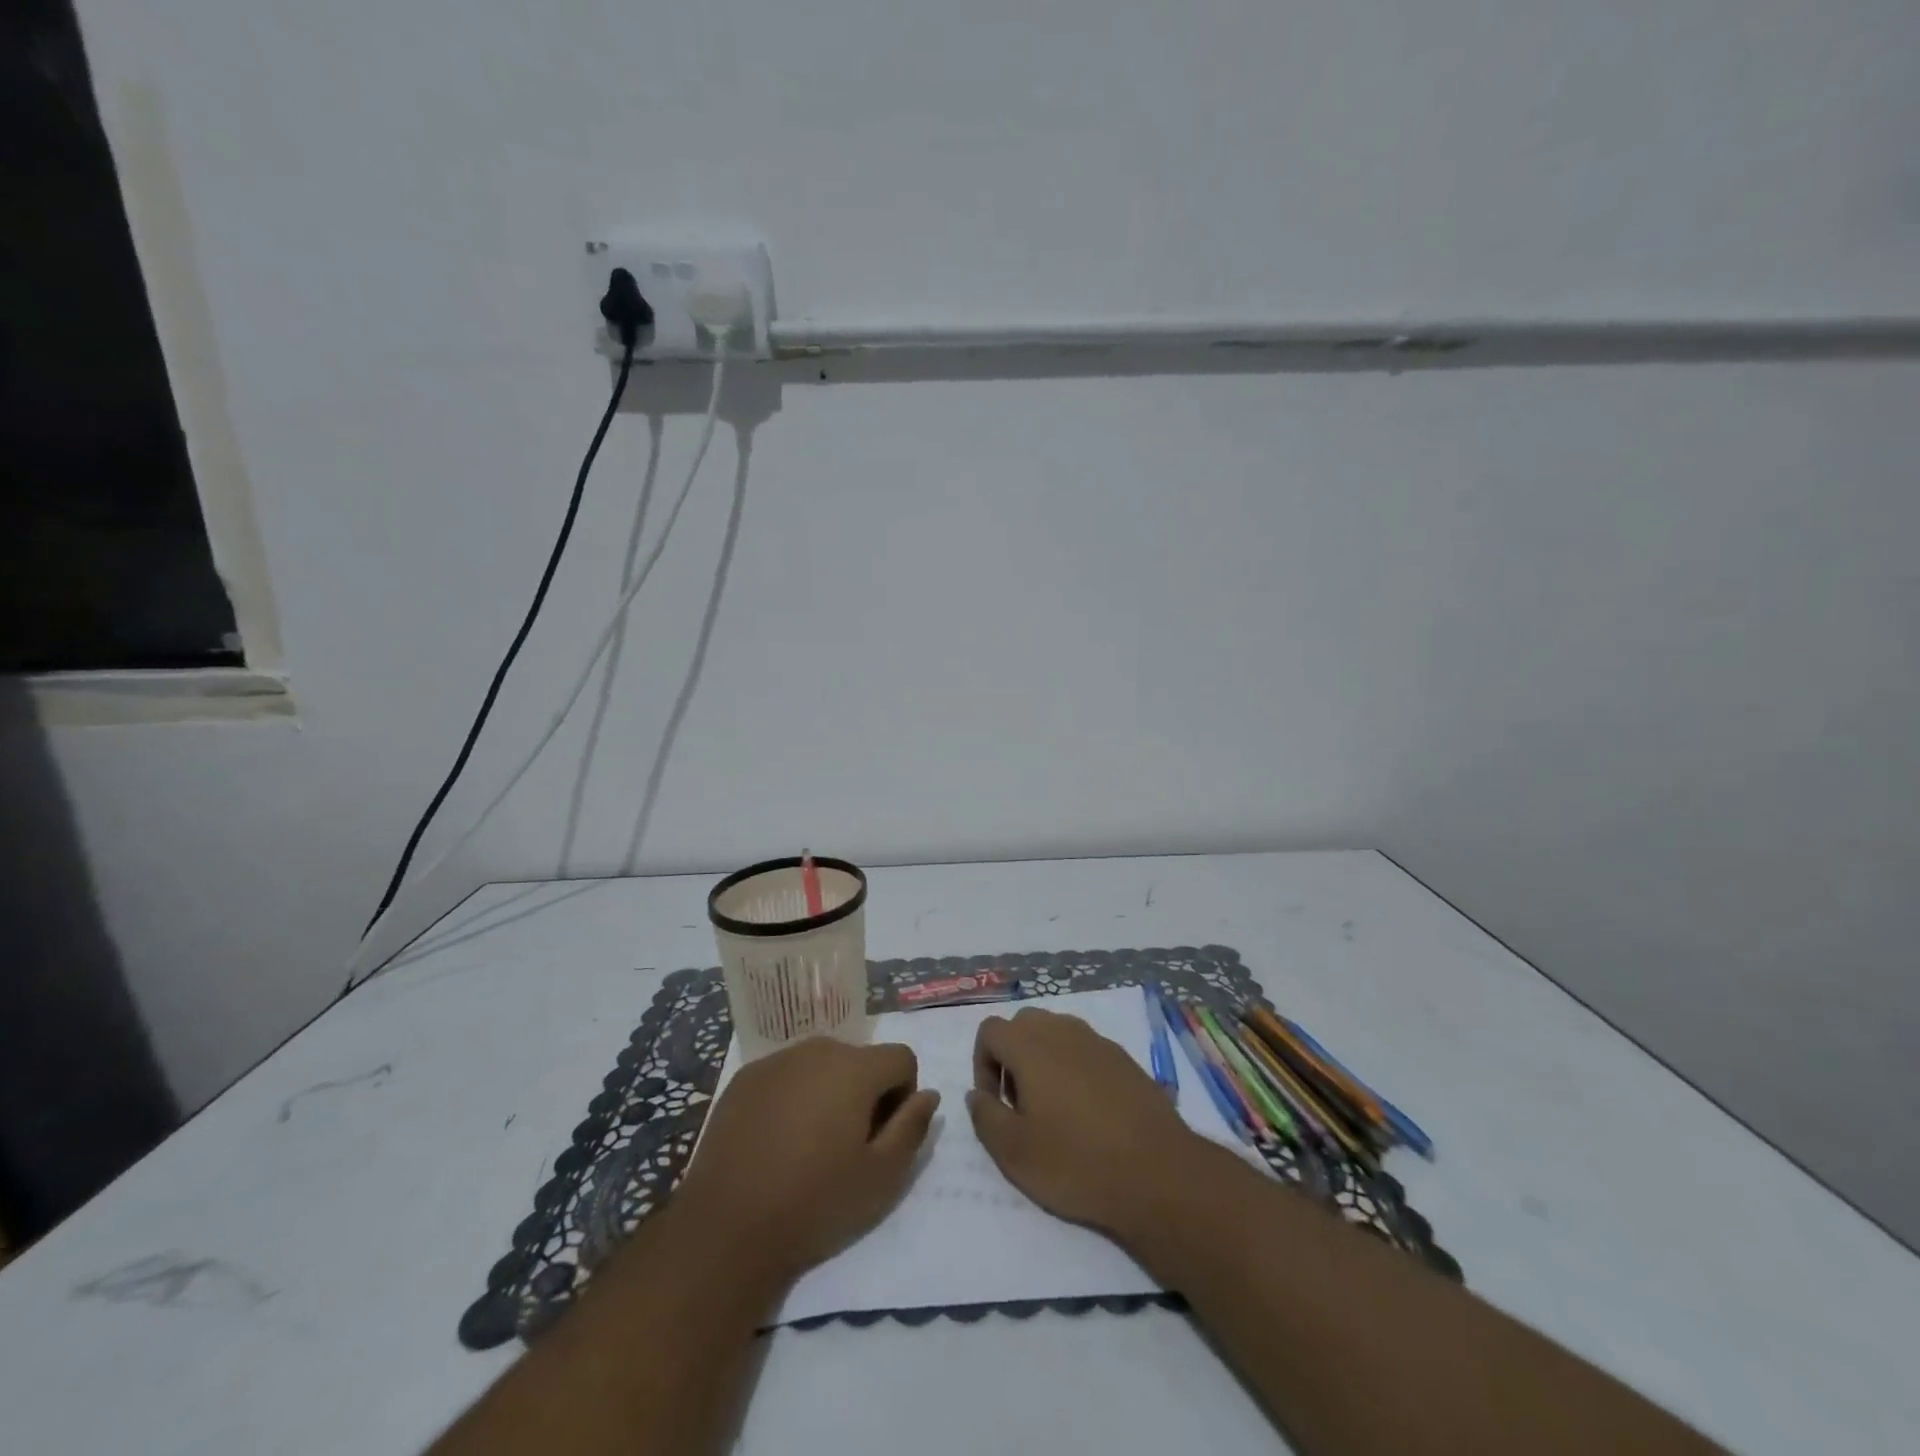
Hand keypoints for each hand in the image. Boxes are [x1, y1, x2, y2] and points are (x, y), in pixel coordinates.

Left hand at [671, 1037, 938, 1284]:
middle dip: (865, 1093)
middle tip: (847, 1145)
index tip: (883, 1136)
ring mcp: (777, 1060)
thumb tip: (929, 1095)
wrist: (727, 1227)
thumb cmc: (814, 1202)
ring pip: (821, 1065)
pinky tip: (776, 1142)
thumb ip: (913, 1128)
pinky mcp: (745, 1077)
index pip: (901, 1058)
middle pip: (860, 1059)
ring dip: (828, 1092)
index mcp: (856, 1068)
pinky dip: (792, 1097)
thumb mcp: (881, 1177)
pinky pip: (786, 1076)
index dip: (903, 1095)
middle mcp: (818, 1049)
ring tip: (809, 1145)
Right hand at [967, 1006, 1199, 1234]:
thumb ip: (985, 1116)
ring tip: (1055, 1109)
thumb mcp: (1014, 1153)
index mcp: (1030, 1045)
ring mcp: (1097, 1041)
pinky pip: (1086, 1049)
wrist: (1157, 1172)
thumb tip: (978, 1095)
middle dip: (1012, 1057)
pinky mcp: (1124, 1058)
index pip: (990, 1030)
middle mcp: (1062, 1030)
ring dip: (1044, 1060)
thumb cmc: (1076, 1162)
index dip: (982, 1065)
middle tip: (1021, 1104)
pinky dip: (1075, 1068)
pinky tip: (1089, 1112)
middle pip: (1023, 1025)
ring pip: (1056, 1033)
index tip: (997, 1105)